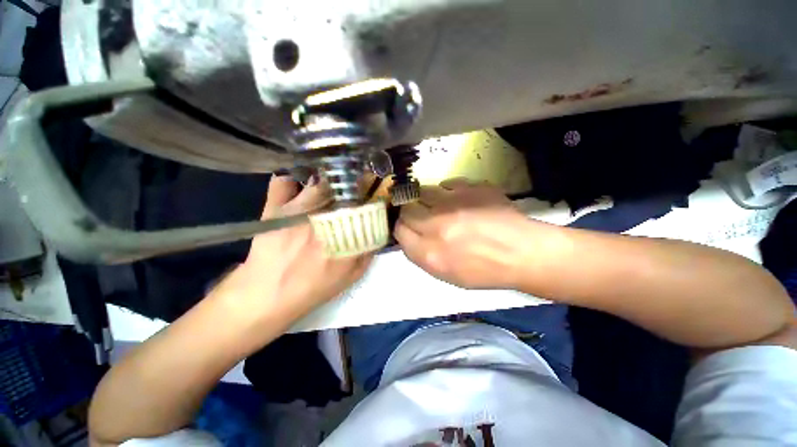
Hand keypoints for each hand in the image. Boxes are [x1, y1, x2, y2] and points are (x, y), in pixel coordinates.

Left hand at [214, 176, 372, 320]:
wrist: (268, 295)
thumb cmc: (314, 287)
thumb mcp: (352, 276)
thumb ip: (369, 252)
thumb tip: (378, 228)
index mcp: (346, 235)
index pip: (365, 204)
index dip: (370, 193)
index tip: (372, 190)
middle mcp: (325, 218)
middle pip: (344, 186)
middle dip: (352, 181)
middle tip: (352, 181)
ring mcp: (297, 210)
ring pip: (318, 178)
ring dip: (326, 176)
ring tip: (328, 180)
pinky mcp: (274, 208)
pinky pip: (283, 181)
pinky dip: (291, 178)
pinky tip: (298, 183)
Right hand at [395, 178, 534, 288]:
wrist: (524, 253)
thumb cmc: (485, 271)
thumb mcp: (447, 275)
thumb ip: (422, 255)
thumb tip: (409, 235)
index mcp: (430, 253)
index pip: (399, 230)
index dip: (402, 228)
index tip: (408, 227)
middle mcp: (436, 225)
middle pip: (406, 208)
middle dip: (410, 211)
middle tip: (421, 214)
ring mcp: (454, 203)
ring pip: (423, 191)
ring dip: (426, 198)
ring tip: (440, 205)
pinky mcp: (471, 187)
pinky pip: (447, 183)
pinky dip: (448, 191)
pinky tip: (459, 200)